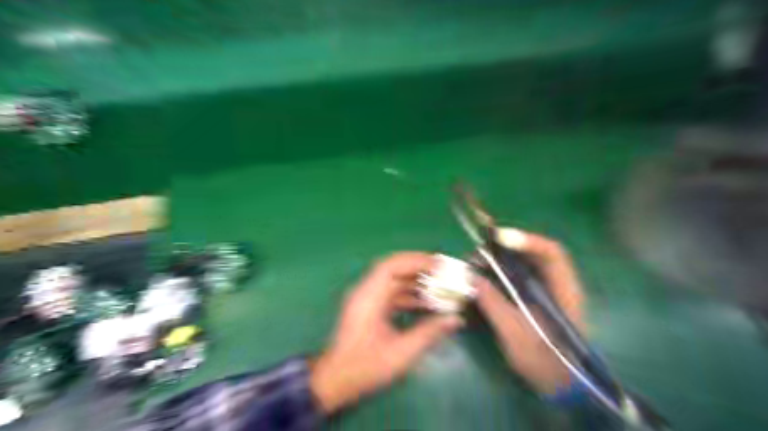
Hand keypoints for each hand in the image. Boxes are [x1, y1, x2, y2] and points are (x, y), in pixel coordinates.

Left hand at [308, 253, 463, 414]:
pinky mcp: (369, 307)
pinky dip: (408, 293)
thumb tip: (455, 319)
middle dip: (418, 267)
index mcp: (368, 297)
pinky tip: (425, 301)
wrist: (336, 380)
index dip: (416, 261)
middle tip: (442, 270)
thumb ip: (429, 333)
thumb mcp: (401, 352)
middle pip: (393, 269)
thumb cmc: (365, 367)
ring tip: (438, 284)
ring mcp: (366, 299)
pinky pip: (390, 292)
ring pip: (392, 280)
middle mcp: (365, 291)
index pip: (391, 266)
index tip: (438, 264)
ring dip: (414, 280)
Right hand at [475, 229, 581, 393]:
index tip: (498, 238)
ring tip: (477, 264)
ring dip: (500, 260)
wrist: (561, 386)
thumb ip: (493, 303)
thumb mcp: (515, 334)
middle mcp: (557, 284)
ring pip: (524, 264)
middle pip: (533, 254)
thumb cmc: (544, 363)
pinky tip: (483, 279)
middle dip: (505, 248)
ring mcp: (546, 291)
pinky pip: (517, 276)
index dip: (526, 240)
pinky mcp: (535, 298)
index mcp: (563, 291)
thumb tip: (471, 278)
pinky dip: (499, 273)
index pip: (552, 253)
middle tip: (480, 252)